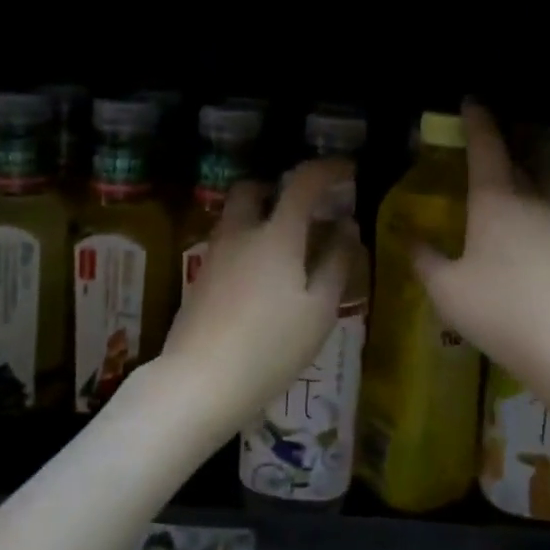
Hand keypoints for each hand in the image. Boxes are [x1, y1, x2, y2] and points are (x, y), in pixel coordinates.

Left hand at [160, 158, 353, 440]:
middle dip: (280, 187)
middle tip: (306, 208)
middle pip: (253, 188)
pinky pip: (229, 242)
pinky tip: (265, 276)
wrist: (200, 380)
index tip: (348, 171)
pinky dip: (249, 241)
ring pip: (236, 215)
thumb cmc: (271, 346)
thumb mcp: (319, 310)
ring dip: (262, 215)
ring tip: (290, 246)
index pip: (302, 182)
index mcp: (276, 234)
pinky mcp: (201, 277)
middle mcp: (240, 232)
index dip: (328, 169)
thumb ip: (337, 263)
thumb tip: (347, 228)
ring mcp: (215, 254)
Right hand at [414, 102, 549, 392]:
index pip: (484, 149)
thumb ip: (424, 260)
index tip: (472, 101)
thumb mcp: (445, 291)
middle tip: (505, 124)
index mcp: (493, 202)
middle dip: (511, 135)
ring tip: (547, 135)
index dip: (477, 122)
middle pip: (522, 156)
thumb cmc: (499, 314)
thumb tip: (407, 237)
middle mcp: (533, 197)